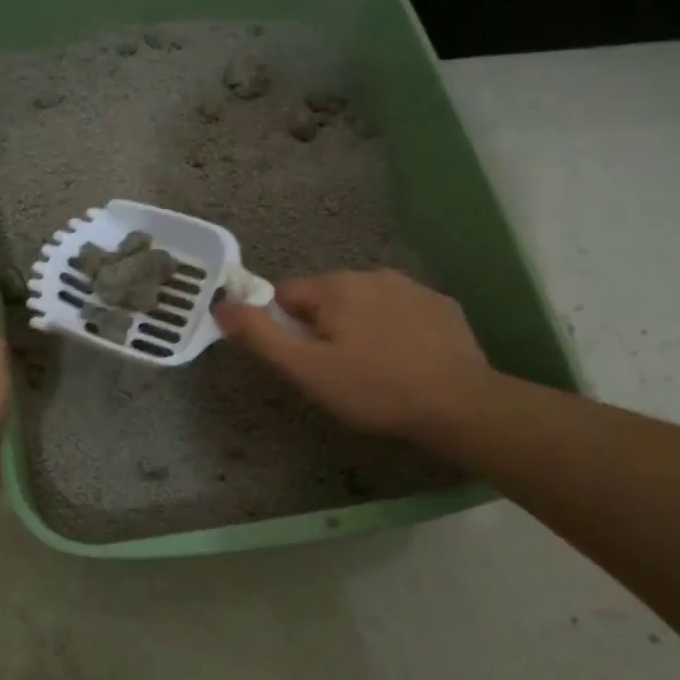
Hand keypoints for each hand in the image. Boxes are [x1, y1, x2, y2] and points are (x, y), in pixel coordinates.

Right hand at [214, 269, 492, 442]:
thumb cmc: (373, 388)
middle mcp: (372, 274)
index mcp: (336, 286)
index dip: (284, 329)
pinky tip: (404, 362)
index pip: (286, 296)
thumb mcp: (306, 369)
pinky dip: (393, 331)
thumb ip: (260, 335)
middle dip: (322, 329)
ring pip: (364, 305)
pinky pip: (400, 312)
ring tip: (372, 370)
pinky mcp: (442, 306)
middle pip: (325, 299)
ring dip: (358, 328)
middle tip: (335, 372)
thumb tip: (220, 307)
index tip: (302, 361)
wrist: (459, 404)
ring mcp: (412, 287)